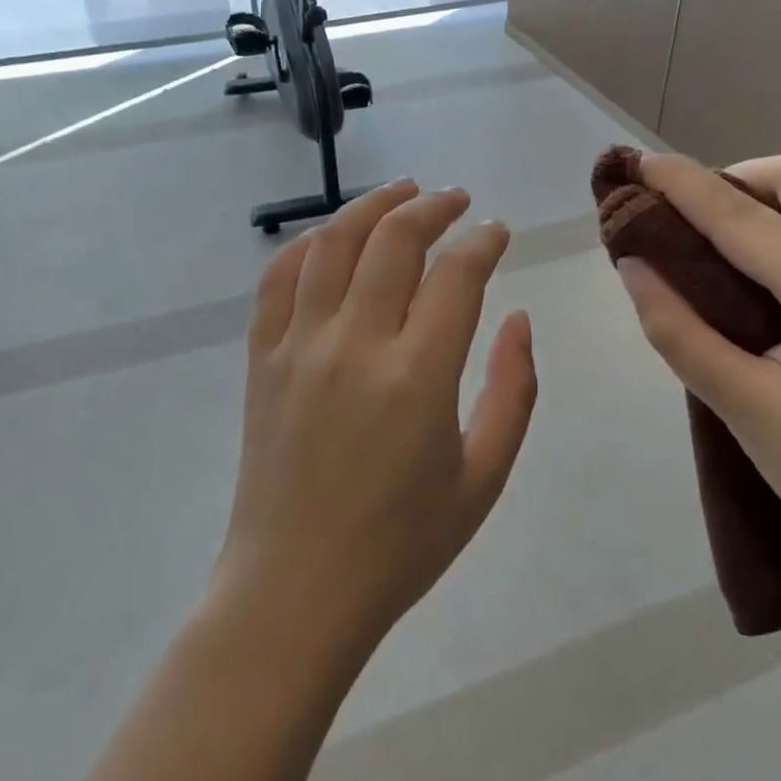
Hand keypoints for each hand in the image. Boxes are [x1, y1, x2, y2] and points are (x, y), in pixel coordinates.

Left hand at [212, 181, 538, 652]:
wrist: (296, 589)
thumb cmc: (401, 543)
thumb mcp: (484, 477)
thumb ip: (513, 391)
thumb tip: (519, 319)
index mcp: (417, 376)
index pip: (457, 274)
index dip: (483, 241)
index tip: (497, 231)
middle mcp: (355, 344)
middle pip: (394, 240)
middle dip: (433, 207)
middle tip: (456, 199)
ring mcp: (299, 346)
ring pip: (332, 243)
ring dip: (371, 206)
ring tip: (402, 191)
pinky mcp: (261, 358)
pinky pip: (278, 278)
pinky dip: (307, 244)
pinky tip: (332, 235)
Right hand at [615, 153, 780, 607]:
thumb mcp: (744, 409)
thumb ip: (678, 331)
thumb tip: (633, 266)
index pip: (747, 219)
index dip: (686, 185)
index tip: (641, 164)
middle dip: (738, 176)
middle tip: (688, 209)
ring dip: (778, 193)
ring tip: (728, 228)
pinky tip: (780, 259)